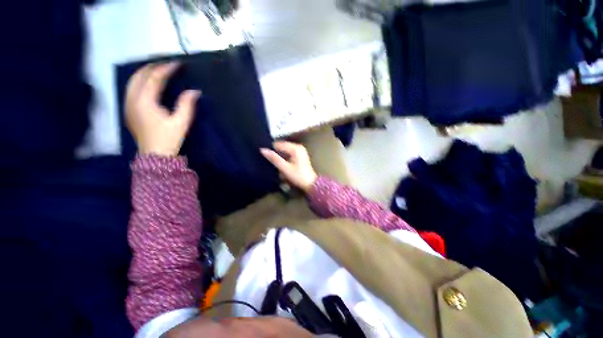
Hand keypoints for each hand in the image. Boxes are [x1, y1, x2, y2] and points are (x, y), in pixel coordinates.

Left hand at [126, 62, 200, 156]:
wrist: (154, 154)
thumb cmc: (169, 139)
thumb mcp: (181, 122)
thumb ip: (187, 105)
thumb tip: (194, 91)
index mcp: (145, 102)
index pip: (154, 78)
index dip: (166, 69)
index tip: (177, 64)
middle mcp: (132, 100)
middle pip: (139, 76)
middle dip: (153, 67)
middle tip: (166, 64)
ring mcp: (128, 104)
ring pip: (132, 81)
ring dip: (145, 73)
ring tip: (157, 69)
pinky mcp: (128, 109)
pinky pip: (131, 89)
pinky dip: (139, 81)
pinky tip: (147, 82)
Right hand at [260, 141, 317, 192]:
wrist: (310, 184)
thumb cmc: (298, 176)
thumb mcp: (285, 168)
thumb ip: (274, 158)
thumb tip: (263, 150)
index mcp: (295, 148)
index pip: (278, 144)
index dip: (270, 149)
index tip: (263, 155)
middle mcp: (298, 147)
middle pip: (282, 146)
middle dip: (275, 153)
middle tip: (267, 159)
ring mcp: (300, 151)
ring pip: (284, 150)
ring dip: (279, 156)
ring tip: (272, 162)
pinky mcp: (300, 156)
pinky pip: (288, 153)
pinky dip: (284, 158)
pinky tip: (280, 163)